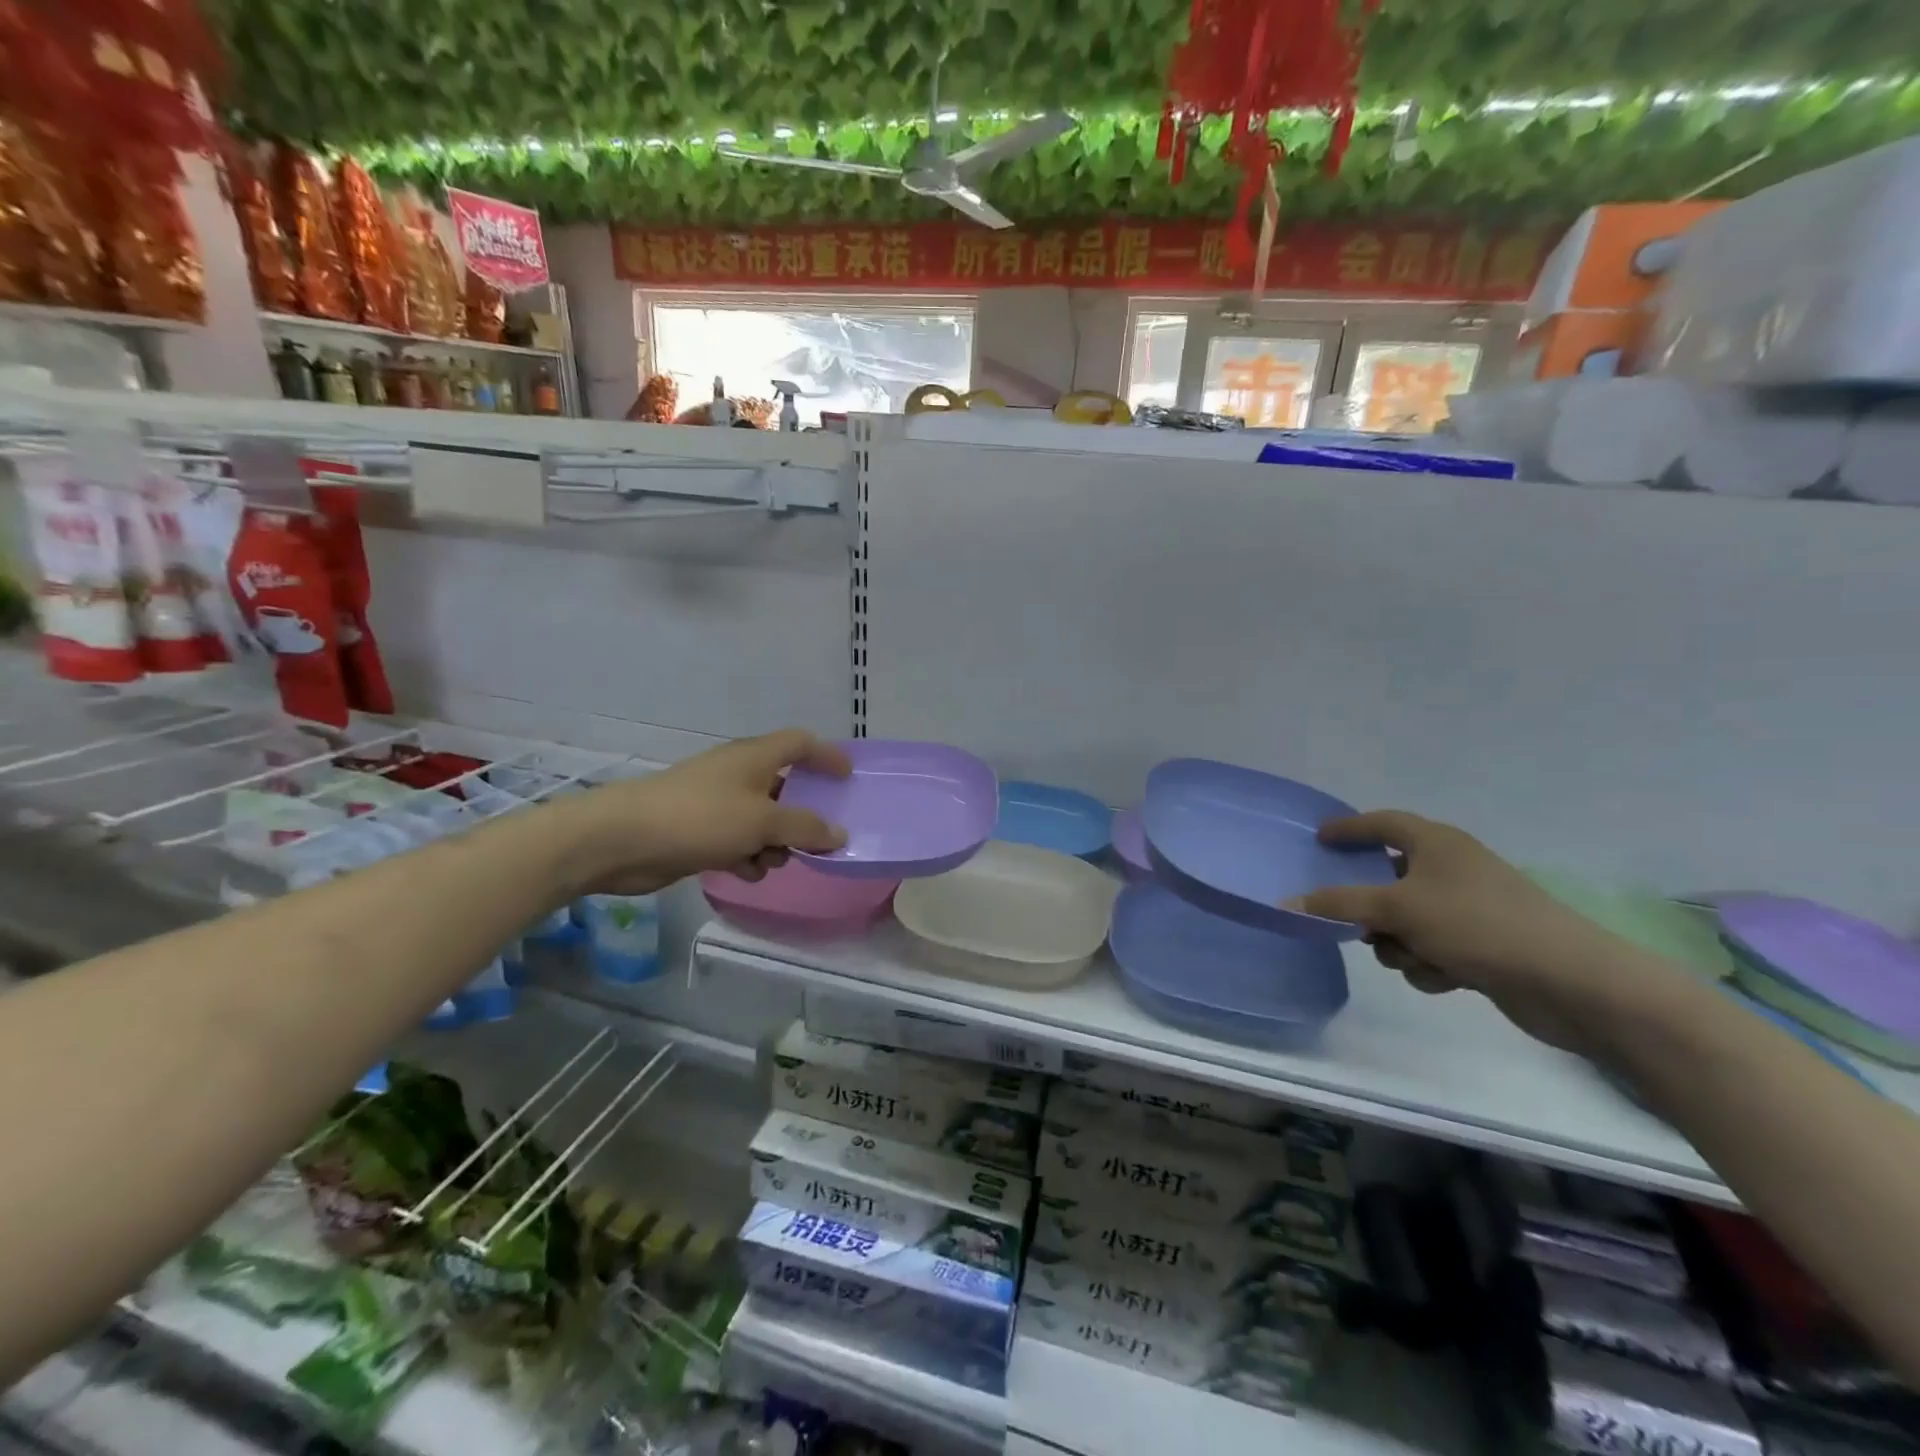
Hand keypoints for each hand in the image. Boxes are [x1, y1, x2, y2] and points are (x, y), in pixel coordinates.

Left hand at [552, 729, 850, 895]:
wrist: (622, 840)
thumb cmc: (700, 818)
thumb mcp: (761, 822)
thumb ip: (804, 827)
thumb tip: (839, 834)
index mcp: (755, 757)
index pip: (801, 743)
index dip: (827, 755)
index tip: (848, 778)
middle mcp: (738, 774)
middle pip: (784, 786)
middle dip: (802, 813)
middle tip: (820, 837)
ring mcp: (716, 802)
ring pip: (761, 818)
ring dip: (775, 841)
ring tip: (776, 862)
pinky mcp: (699, 830)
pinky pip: (737, 839)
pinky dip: (748, 854)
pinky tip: (747, 874)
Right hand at [1297, 812, 1646, 1052]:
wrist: (1571, 982)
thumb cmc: (1478, 925)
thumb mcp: (1398, 909)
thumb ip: (1339, 904)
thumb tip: (1288, 901)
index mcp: (1437, 844)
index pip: (1383, 822)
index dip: (1349, 828)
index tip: (1319, 838)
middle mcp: (1452, 869)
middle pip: (1389, 878)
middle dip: (1371, 907)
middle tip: (1352, 921)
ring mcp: (1469, 908)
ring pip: (1406, 920)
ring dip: (1400, 943)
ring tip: (1416, 958)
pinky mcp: (1483, 945)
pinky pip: (1432, 947)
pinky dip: (1429, 963)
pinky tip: (1445, 978)